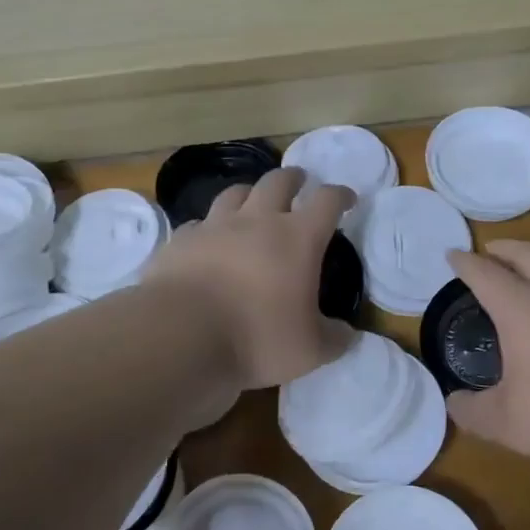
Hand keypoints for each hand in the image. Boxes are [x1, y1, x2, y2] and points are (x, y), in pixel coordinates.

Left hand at [140, 167, 357, 392]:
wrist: (181, 335)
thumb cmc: (257, 338)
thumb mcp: (310, 350)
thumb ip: (334, 339)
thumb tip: (347, 334)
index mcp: (298, 238)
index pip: (327, 201)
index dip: (341, 196)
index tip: (348, 198)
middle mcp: (257, 220)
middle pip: (278, 181)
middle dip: (293, 178)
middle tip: (299, 182)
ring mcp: (215, 226)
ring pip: (236, 193)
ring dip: (250, 192)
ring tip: (253, 200)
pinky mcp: (181, 240)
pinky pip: (199, 223)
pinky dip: (209, 227)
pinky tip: (208, 238)